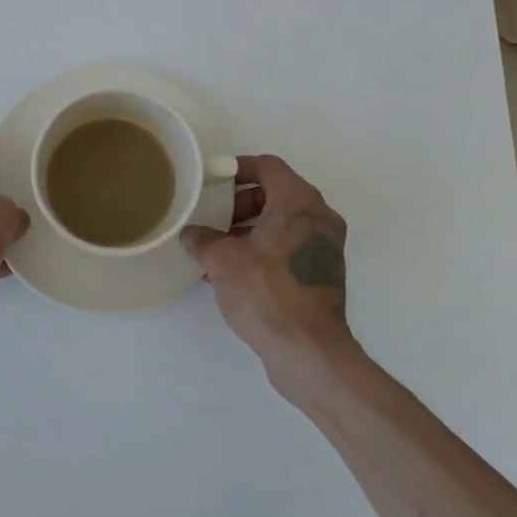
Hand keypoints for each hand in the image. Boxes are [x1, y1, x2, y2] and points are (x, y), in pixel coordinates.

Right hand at [180, 155, 354, 380]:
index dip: (238, 167)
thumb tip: (192, 234)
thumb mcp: (222, 260)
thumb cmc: (266, 292)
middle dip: (241, 203)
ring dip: (250, 230)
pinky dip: (264, 250)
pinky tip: (234, 274)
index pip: (268, 166)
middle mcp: (319, 217)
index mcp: (299, 201)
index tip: (213, 180)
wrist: (308, 351)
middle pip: (276, 193)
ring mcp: (325, 247)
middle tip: (213, 219)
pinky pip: (289, 248)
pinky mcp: (323, 274)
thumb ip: (203, 239)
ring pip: (282, 223)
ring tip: (216, 250)